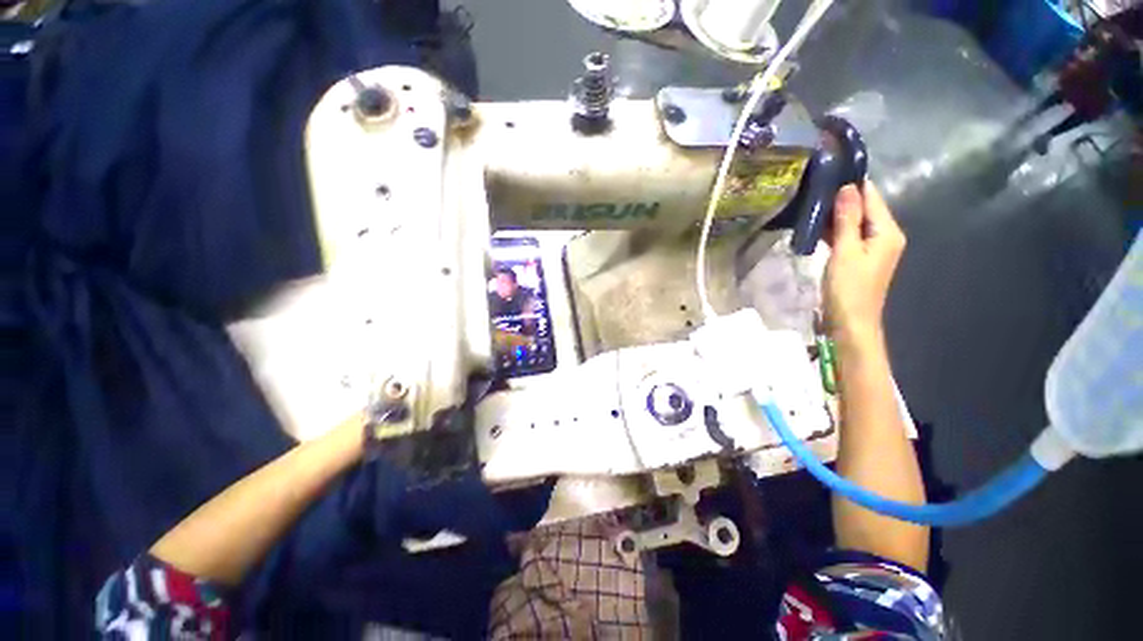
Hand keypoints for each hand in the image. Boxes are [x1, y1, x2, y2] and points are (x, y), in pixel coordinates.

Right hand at [823, 181, 905, 345]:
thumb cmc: (849, 288)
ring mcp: (872, 247)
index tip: (828, 172)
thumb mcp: (846, 251)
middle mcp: (885, 235)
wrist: (851, 322)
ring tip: (810, 202)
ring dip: (836, 214)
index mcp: (888, 231)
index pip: (872, 197)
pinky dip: (834, 230)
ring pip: (854, 222)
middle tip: (813, 188)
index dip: (852, 184)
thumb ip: (847, 219)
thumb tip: (848, 187)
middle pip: (864, 208)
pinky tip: (816, 225)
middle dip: (842, 198)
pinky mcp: (859, 258)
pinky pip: (848, 235)